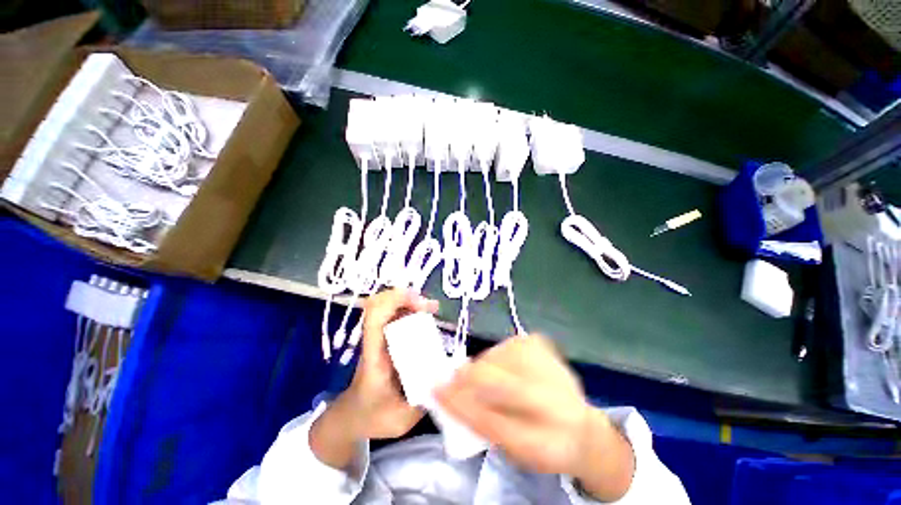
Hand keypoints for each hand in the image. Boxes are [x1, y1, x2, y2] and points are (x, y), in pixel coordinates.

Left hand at [310, 289, 436, 469]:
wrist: (353, 417)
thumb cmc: (373, 417)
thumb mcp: (400, 419)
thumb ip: (424, 401)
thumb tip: (449, 380)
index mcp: (374, 358)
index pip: (374, 320)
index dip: (394, 302)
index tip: (420, 304)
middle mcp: (375, 342)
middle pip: (380, 305)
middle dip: (406, 298)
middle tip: (431, 307)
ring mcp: (380, 338)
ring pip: (388, 307)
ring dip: (411, 302)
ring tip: (432, 308)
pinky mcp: (386, 339)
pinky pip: (396, 315)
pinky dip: (411, 309)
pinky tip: (426, 315)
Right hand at [434, 335, 634, 500]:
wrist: (580, 425)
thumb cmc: (542, 444)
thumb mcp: (512, 449)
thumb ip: (480, 421)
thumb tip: (448, 391)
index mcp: (545, 434)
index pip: (493, 418)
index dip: (460, 402)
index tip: (436, 388)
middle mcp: (549, 391)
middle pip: (491, 375)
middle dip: (466, 378)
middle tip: (457, 382)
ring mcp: (544, 359)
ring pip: (491, 357)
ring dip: (483, 369)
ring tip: (497, 385)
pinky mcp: (538, 341)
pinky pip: (501, 347)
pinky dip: (496, 359)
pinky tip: (510, 371)